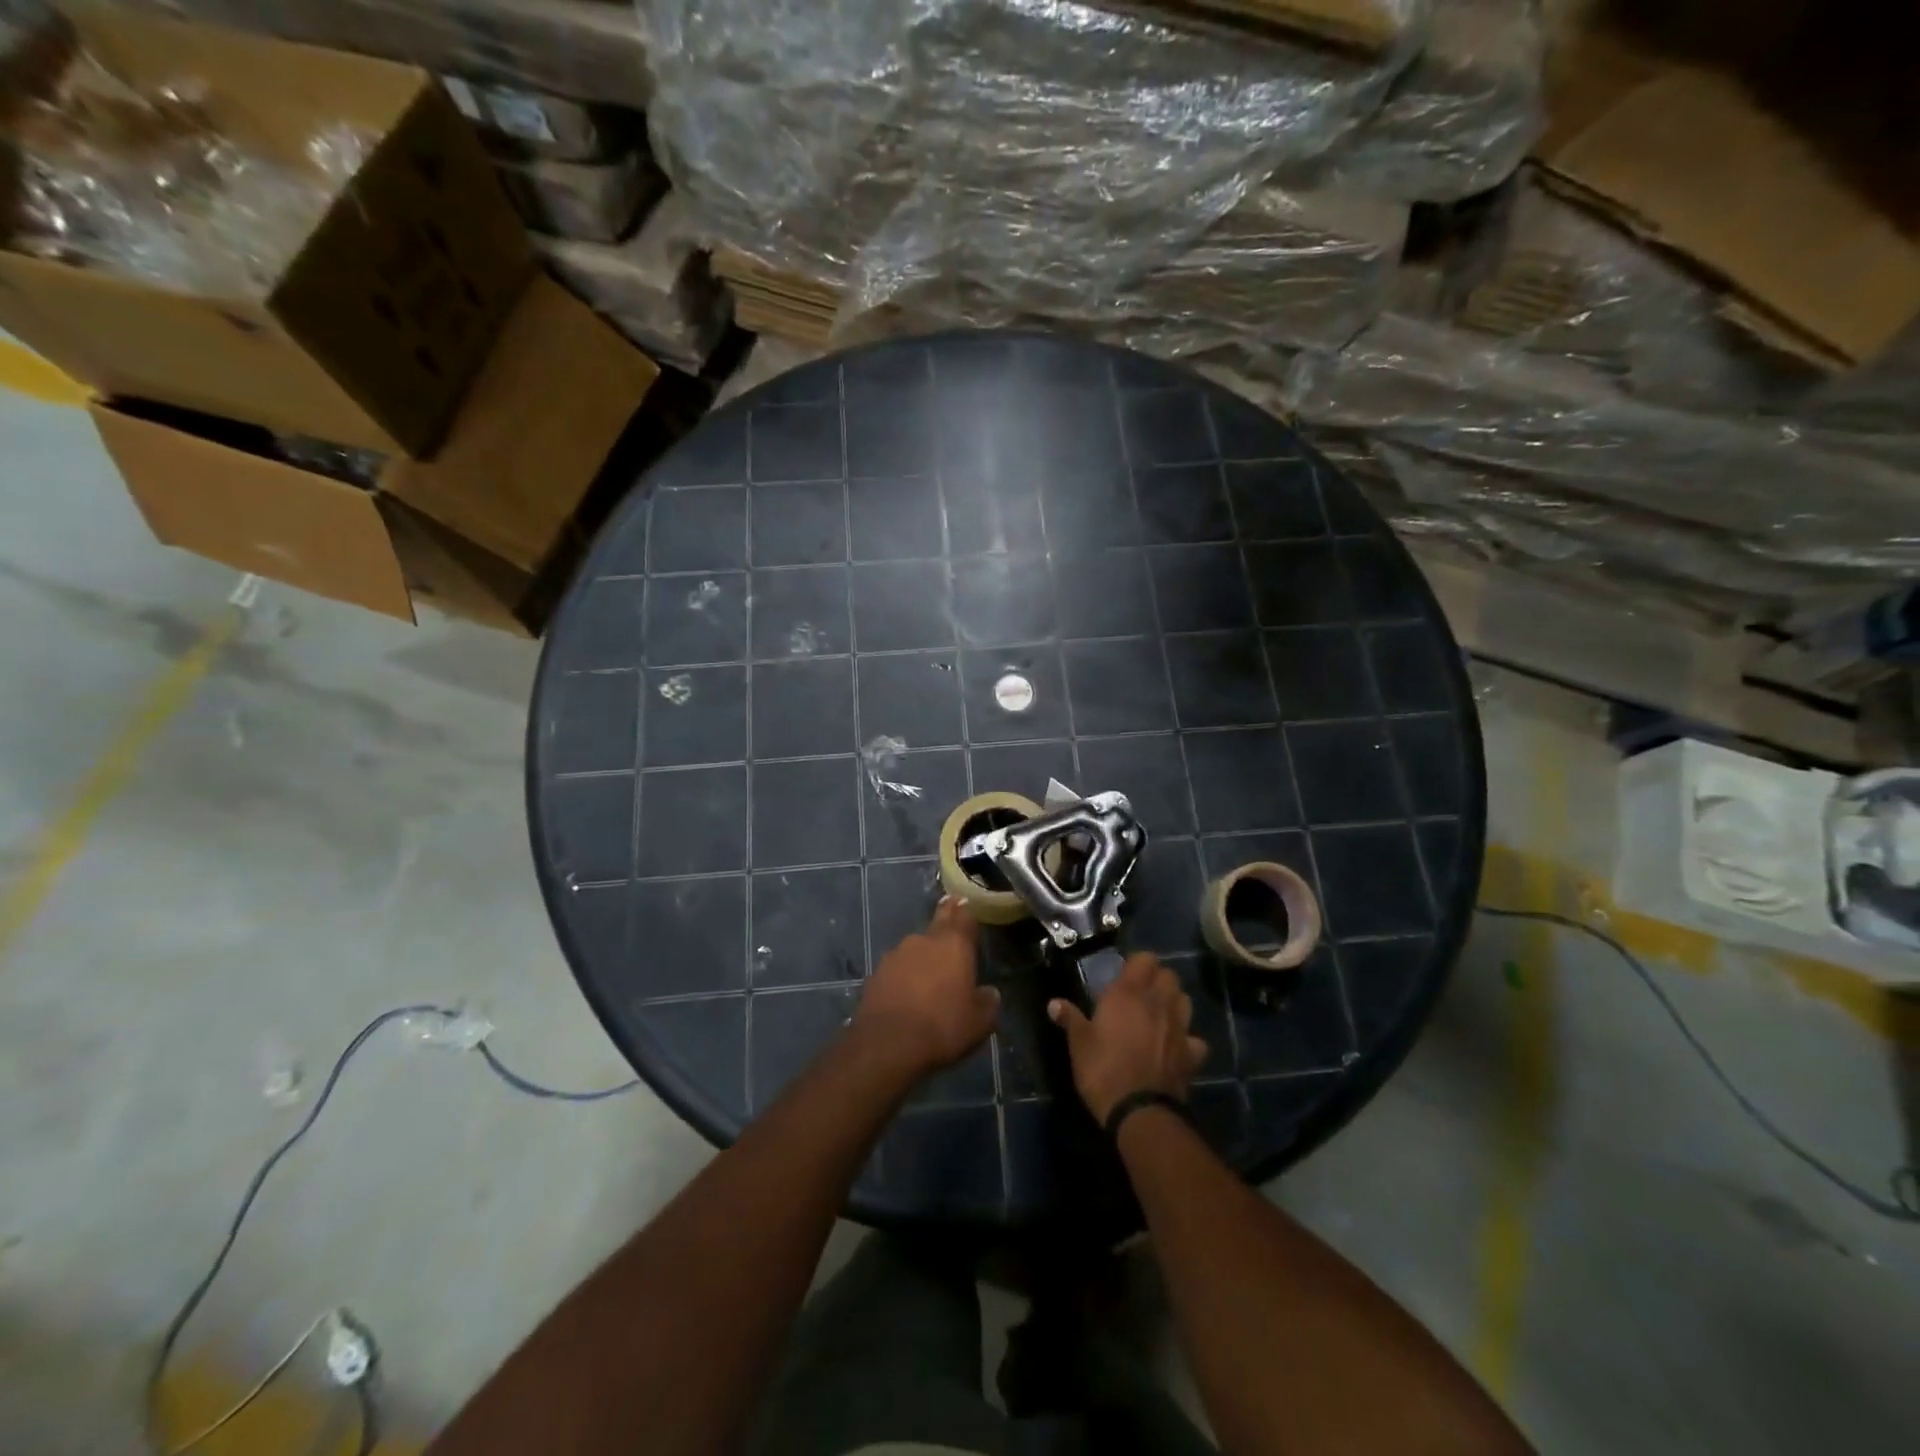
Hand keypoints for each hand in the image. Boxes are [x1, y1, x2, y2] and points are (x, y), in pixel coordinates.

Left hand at [852, 897, 999, 1078]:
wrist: (887, 1043)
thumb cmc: (943, 1027)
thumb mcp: (979, 1022)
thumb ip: (988, 1002)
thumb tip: (989, 992)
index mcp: (954, 945)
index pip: (964, 916)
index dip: (966, 911)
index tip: (965, 903)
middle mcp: (924, 940)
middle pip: (938, 923)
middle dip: (945, 918)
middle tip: (949, 910)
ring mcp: (896, 954)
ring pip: (916, 947)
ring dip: (923, 954)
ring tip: (929, 972)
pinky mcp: (876, 973)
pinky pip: (897, 968)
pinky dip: (904, 974)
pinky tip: (906, 992)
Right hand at [1048, 954, 1208, 1124]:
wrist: (1138, 1111)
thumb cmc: (1102, 1069)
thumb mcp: (1079, 1043)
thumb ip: (1070, 1018)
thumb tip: (1053, 1003)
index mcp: (1129, 993)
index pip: (1145, 959)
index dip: (1138, 964)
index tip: (1125, 975)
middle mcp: (1158, 1002)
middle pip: (1169, 975)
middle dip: (1158, 979)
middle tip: (1142, 993)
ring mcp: (1179, 1027)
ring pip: (1185, 1000)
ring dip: (1174, 1002)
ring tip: (1160, 1014)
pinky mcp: (1192, 1054)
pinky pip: (1195, 1039)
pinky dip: (1188, 1040)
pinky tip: (1176, 1047)